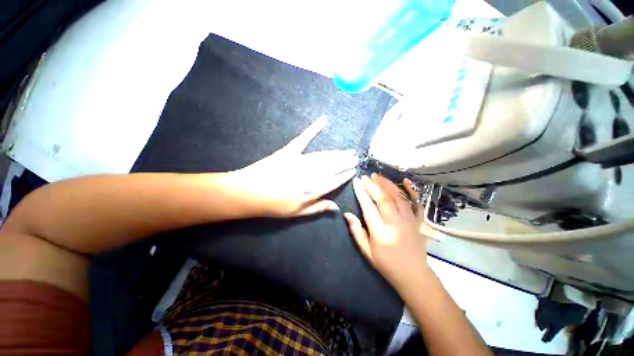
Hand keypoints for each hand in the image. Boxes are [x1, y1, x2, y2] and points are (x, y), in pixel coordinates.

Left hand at [229, 116, 356, 217]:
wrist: (249, 192)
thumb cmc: (273, 205)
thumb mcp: (297, 213)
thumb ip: (318, 208)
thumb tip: (337, 207)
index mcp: (314, 190)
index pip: (336, 181)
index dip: (346, 175)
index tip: (354, 170)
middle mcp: (312, 173)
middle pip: (334, 166)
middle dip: (346, 161)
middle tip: (356, 157)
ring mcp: (301, 159)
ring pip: (325, 155)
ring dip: (338, 152)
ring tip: (348, 151)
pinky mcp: (290, 150)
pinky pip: (304, 138)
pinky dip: (314, 128)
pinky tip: (324, 120)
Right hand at [344, 174, 428, 291]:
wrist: (414, 276)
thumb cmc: (386, 265)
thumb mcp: (367, 252)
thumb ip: (356, 231)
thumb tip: (347, 214)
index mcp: (381, 233)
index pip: (368, 207)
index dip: (361, 193)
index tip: (357, 182)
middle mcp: (396, 223)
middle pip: (384, 198)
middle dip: (374, 185)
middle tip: (366, 176)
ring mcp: (410, 221)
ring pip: (398, 197)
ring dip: (387, 184)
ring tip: (378, 176)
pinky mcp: (419, 221)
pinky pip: (416, 203)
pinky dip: (412, 191)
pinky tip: (405, 181)